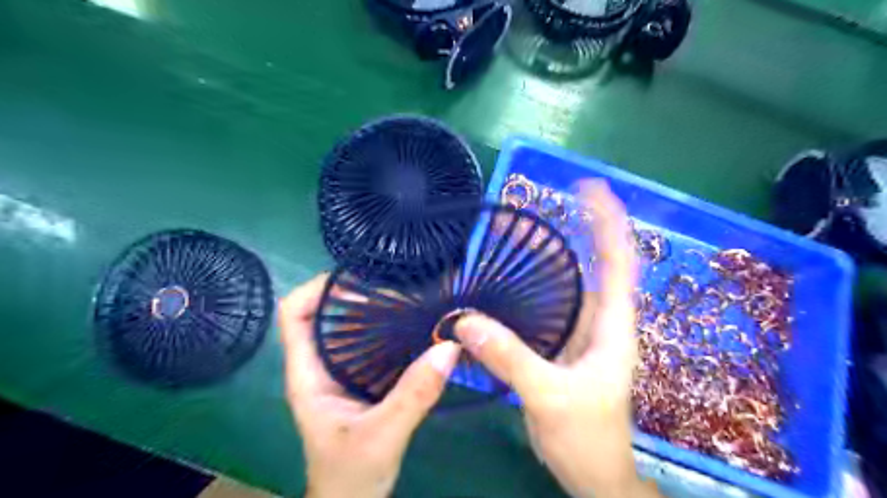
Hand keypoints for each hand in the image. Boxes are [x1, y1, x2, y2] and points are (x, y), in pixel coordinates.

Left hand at [283, 276, 465, 497]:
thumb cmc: (351, 476)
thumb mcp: (384, 436)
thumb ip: (414, 395)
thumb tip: (449, 347)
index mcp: (307, 374)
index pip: (293, 314)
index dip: (316, 288)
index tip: (356, 276)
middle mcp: (319, 366)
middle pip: (322, 312)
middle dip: (351, 292)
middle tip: (391, 281)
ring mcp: (338, 373)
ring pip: (346, 326)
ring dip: (371, 308)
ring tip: (404, 293)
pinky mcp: (359, 380)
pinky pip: (368, 343)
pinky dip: (385, 328)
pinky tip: (411, 324)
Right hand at [457, 180, 656, 496]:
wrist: (592, 471)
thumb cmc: (585, 436)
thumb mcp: (549, 395)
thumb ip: (511, 358)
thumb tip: (465, 320)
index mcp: (612, 325)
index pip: (618, 262)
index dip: (608, 223)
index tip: (590, 190)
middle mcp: (601, 321)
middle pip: (596, 263)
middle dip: (581, 228)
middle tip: (552, 200)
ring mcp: (582, 331)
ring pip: (572, 283)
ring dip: (556, 255)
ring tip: (528, 229)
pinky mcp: (563, 343)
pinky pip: (552, 303)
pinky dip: (538, 284)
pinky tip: (515, 277)